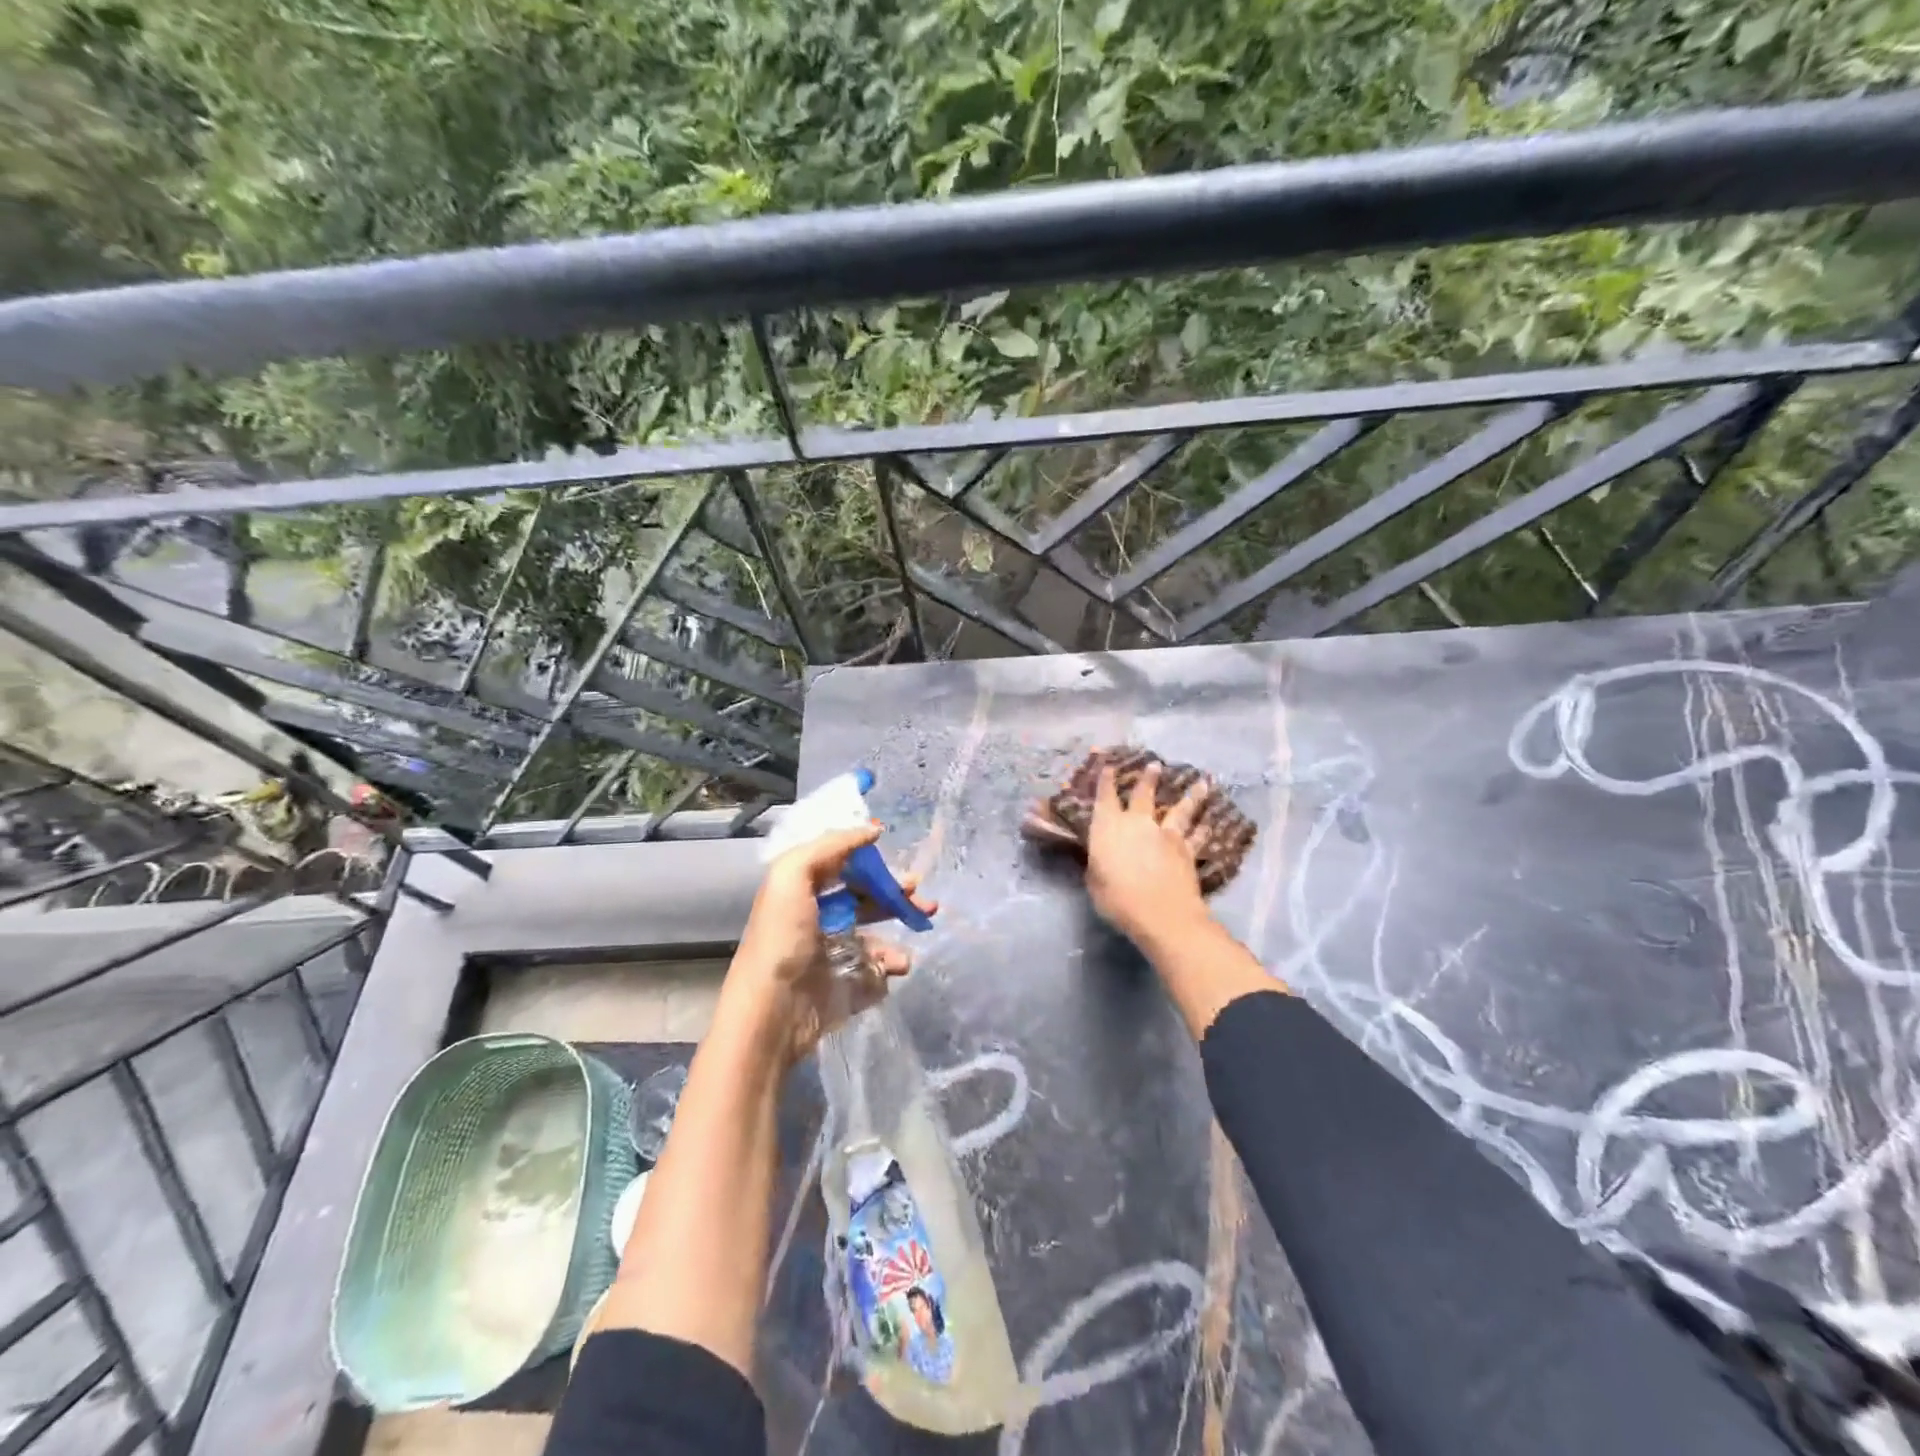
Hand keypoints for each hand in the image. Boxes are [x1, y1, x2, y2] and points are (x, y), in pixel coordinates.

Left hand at [721, 824, 936, 1068]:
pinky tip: (897, 962)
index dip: (866, 856)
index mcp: (802, 892)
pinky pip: (881, 967)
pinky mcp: (850, 984)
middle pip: (865, 895)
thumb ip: (830, 846)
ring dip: (902, 921)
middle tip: (919, 888)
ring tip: (923, 919)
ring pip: (878, 930)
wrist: (775, 1010)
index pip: (840, 865)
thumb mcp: (791, 875)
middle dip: (894, 889)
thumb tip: (872, 830)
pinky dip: (893, 961)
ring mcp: (837, 954)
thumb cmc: (783, 937)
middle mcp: (820, 919)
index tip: (894, 848)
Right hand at [1085, 761, 1213, 944]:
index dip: (1106, 780)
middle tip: (1155, 764)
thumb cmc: (1117, 898)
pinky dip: (1203, 829)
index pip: (1106, 797)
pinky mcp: (1187, 850)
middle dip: (1149, 778)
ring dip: (1190, 796)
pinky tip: (1209, 823)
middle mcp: (1138, 823)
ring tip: (1201, 784)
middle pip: (1145, 794)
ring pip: (1180, 809)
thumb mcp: (1094, 881)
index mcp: (1108, 827)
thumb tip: (1099, 856)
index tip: (1109, 765)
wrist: (1161, 913)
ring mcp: (1166, 834)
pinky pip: (1197, 836)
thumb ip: (1097, 863)